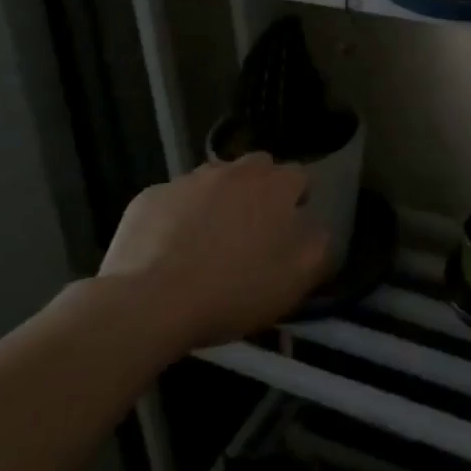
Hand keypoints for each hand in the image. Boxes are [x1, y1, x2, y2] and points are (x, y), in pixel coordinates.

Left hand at [98, 154, 329, 351]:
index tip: (287, 231)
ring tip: (207, 243)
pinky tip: (168, 251)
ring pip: (213, 181)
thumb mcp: (299, 278)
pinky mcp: (150, 196)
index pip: (299, 177)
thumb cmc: (236, 288)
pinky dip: (176, 217)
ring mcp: (189, 180)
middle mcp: (235, 170)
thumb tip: (316, 230)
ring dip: (217, 201)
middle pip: (257, 169)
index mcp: (276, 185)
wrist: (150, 301)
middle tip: (250, 232)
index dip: (296, 201)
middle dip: (258, 191)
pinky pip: (173, 201)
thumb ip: (320, 245)